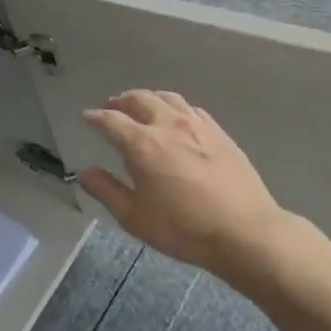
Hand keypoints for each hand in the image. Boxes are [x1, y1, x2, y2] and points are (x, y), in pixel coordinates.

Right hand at [80, 90, 286, 280]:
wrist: (245, 232)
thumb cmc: (183, 228)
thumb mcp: (134, 217)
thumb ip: (106, 191)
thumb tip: (85, 172)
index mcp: (142, 144)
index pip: (110, 120)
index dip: (95, 117)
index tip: (86, 118)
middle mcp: (168, 125)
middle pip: (139, 99)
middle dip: (120, 101)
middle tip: (111, 107)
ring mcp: (197, 126)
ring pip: (167, 98)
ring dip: (148, 98)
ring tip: (141, 106)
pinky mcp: (219, 133)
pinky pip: (191, 108)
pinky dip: (174, 107)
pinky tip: (176, 118)